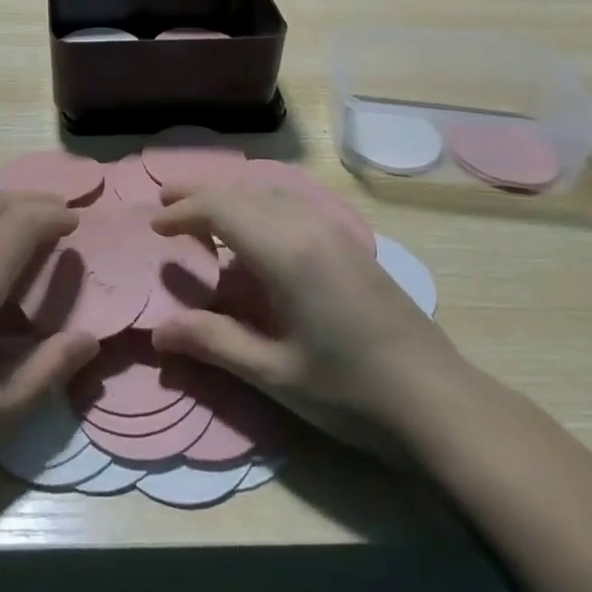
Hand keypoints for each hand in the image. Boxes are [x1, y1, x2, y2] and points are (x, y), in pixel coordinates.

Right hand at [150, 182, 465, 462]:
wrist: (437, 401)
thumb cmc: (350, 391)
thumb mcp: (274, 373)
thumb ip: (214, 343)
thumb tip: (158, 332)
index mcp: (285, 251)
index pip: (221, 209)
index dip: (183, 212)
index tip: (155, 226)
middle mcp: (308, 225)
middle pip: (243, 192)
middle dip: (200, 195)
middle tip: (166, 205)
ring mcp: (334, 229)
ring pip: (270, 191)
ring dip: (232, 195)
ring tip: (204, 213)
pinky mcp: (351, 242)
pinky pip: (293, 202)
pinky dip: (260, 203)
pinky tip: (256, 231)